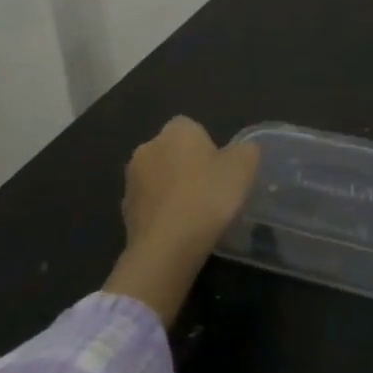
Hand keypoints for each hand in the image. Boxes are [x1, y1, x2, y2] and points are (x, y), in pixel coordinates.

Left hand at [103, 116, 259, 321]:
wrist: (168, 245)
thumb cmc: (209, 195)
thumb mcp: (245, 167)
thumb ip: (247, 150)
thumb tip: (243, 149)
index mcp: (176, 131)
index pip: (191, 127)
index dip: (208, 144)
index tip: (221, 166)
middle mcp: (147, 148)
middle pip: (172, 151)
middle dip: (187, 164)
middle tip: (212, 187)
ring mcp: (131, 180)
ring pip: (159, 177)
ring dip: (173, 187)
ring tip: (196, 211)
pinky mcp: (124, 210)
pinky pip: (150, 203)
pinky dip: (163, 210)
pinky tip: (180, 227)